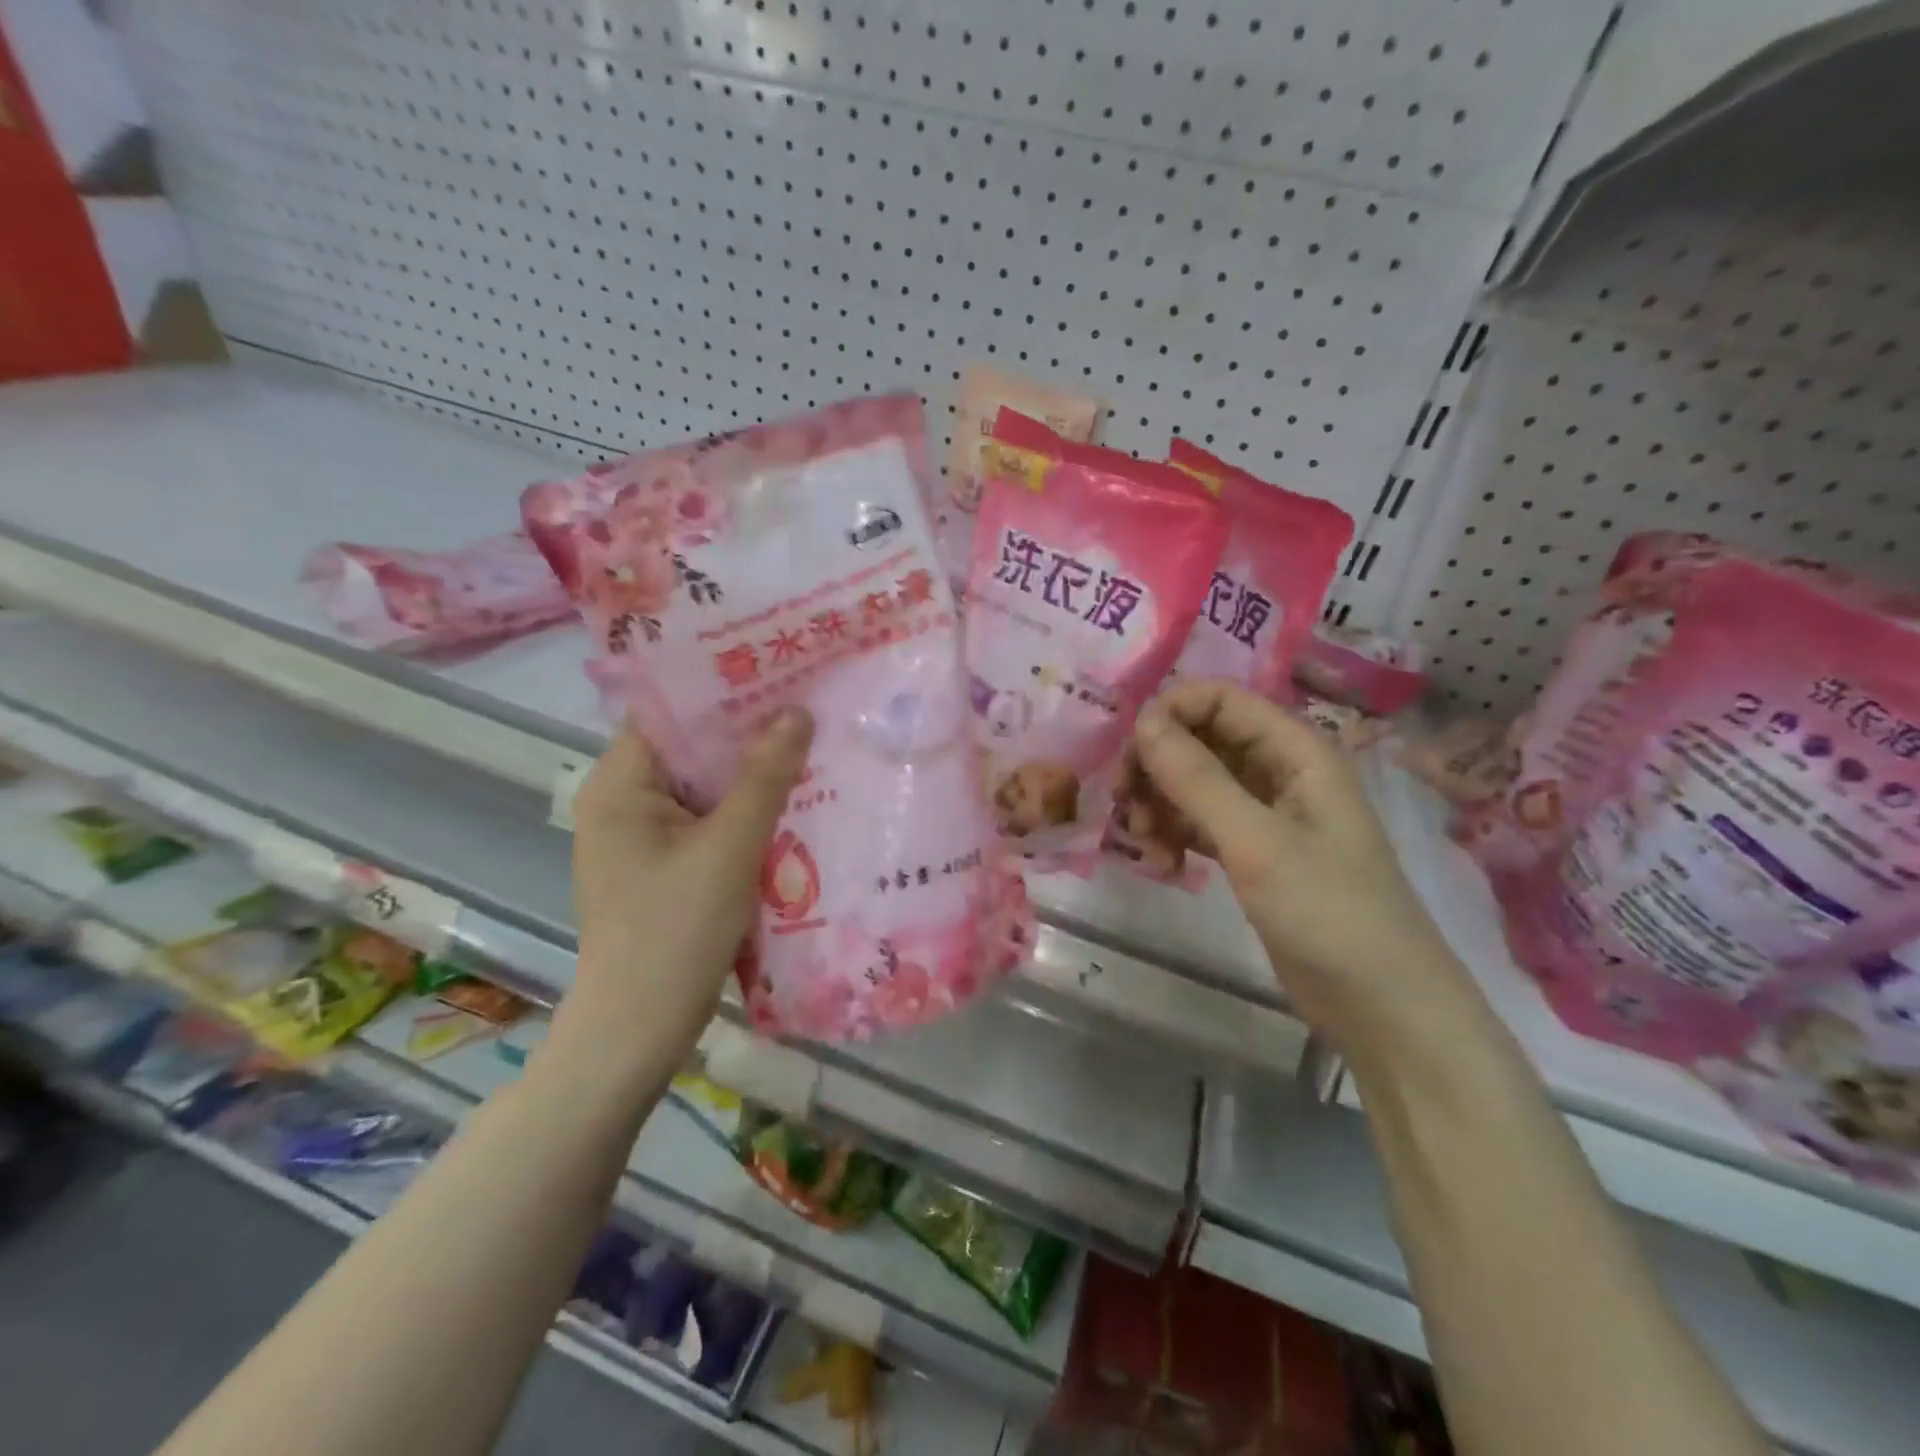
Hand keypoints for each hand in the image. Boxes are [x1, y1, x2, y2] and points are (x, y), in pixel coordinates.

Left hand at [565, 709, 813, 1057]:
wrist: (638, 1030)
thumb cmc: (676, 931)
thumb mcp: (729, 848)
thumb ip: (764, 778)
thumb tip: (797, 712)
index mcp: (618, 785)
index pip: (669, 713)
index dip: (721, 689)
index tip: (777, 671)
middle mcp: (621, 802)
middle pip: (688, 749)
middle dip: (745, 731)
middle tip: (807, 706)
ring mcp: (640, 837)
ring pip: (701, 787)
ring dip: (749, 774)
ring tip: (808, 745)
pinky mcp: (660, 866)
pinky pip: (705, 821)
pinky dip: (741, 811)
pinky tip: (789, 803)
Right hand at [1128, 679, 1458, 1037]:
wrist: (1381, 1006)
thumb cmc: (1329, 913)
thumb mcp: (1256, 842)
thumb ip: (1196, 779)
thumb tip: (1143, 721)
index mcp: (1295, 750)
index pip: (1220, 698)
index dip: (1170, 713)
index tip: (1130, 754)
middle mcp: (1279, 771)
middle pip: (1200, 738)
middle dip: (1156, 765)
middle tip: (1125, 803)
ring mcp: (1265, 813)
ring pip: (1193, 783)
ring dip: (1159, 804)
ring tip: (1145, 845)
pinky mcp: (1252, 851)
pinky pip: (1199, 822)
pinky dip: (1174, 834)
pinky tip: (1163, 864)